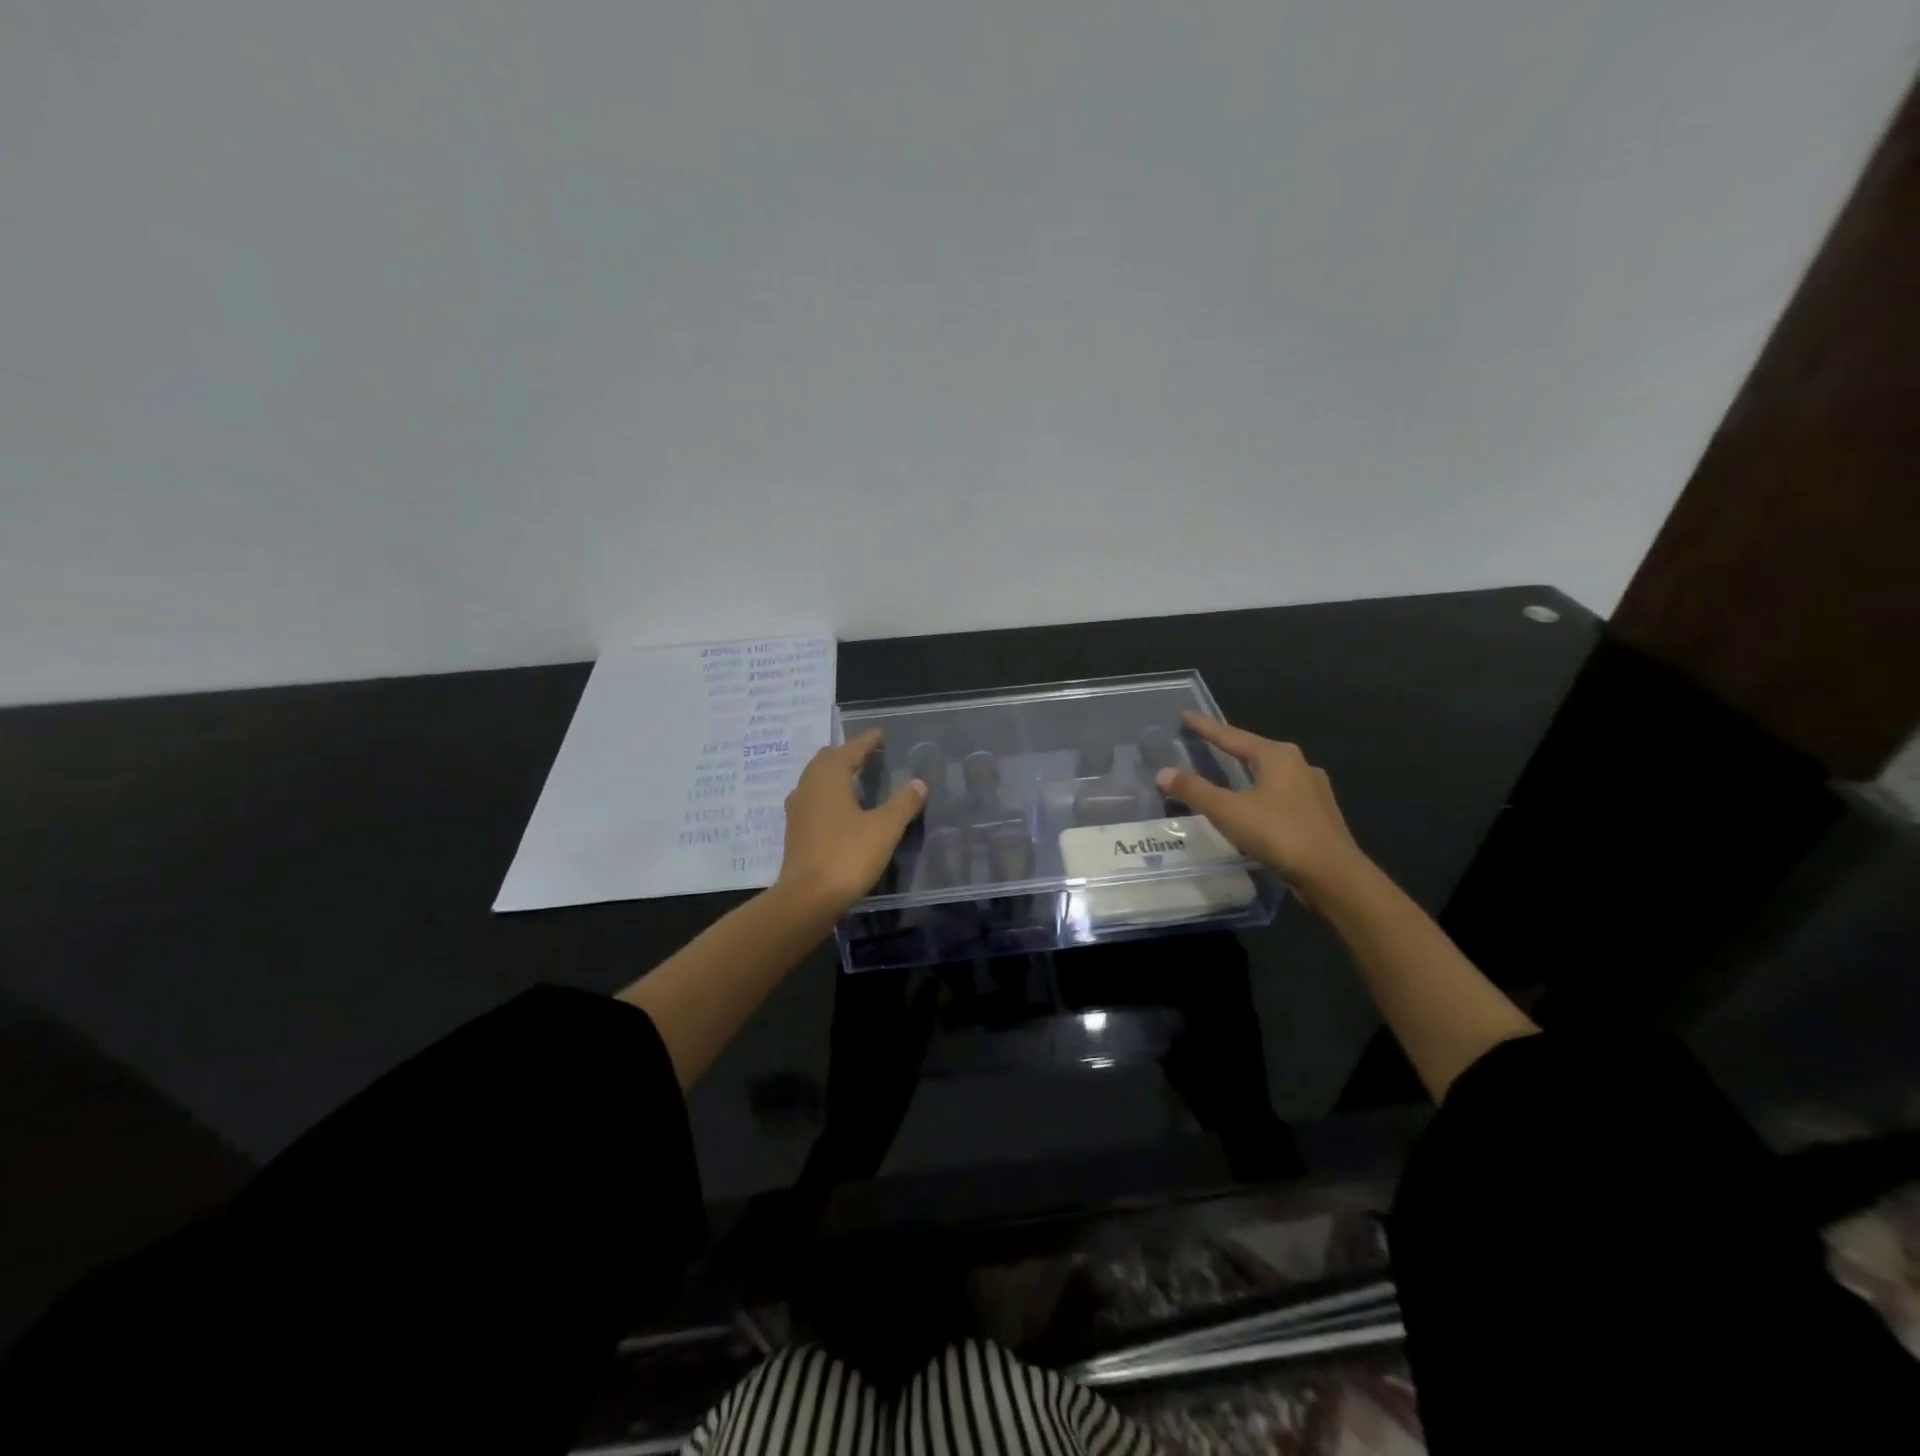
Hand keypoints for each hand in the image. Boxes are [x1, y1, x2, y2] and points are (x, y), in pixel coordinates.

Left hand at [776, 730, 927, 915]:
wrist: (808, 899)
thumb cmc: (848, 855)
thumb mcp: (884, 828)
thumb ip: (903, 803)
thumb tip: (918, 783)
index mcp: (828, 778)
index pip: (849, 749)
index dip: (866, 741)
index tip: (880, 735)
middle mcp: (808, 787)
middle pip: (826, 761)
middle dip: (847, 755)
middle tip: (868, 756)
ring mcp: (797, 811)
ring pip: (816, 781)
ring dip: (835, 776)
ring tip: (856, 781)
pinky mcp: (795, 833)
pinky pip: (813, 802)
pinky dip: (828, 797)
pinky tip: (842, 811)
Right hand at [1156, 713, 1368, 899]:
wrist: (1333, 876)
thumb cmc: (1279, 834)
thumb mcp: (1228, 811)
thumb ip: (1195, 790)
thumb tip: (1163, 772)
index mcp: (1278, 756)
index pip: (1233, 736)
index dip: (1207, 727)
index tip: (1186, 716)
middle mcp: (1299, 765)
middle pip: (1255, 751)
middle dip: (1230, 747)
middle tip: (1206, 743)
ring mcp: (1313, 791)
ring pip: (1270, 774)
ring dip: (1248, 773)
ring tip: (1228, 774)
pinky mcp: (1318, 815)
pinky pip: (1280, 795)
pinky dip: (1261, 794)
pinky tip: (1254, 806)